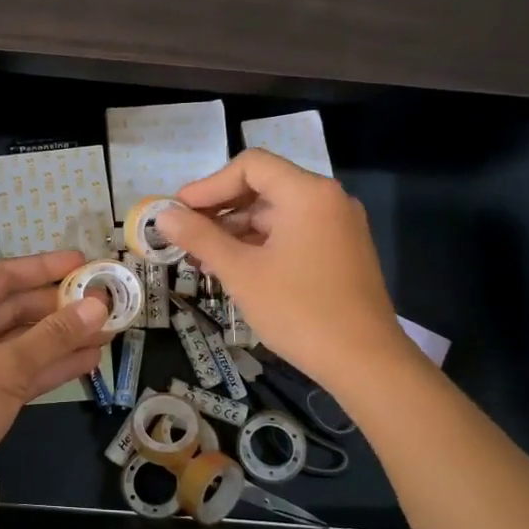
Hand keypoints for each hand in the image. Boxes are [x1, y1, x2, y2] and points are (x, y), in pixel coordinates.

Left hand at [0, 251, 108, 526]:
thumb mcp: (6, 367)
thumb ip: (54, 337)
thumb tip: (97, 306)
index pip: (4, 276)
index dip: (44, 267)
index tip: (82, 263)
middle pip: (17, 309)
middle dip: (60, 307)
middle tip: (105, 302)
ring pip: (25, 343)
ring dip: (63, 338)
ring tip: (108, 330)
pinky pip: (24, 372)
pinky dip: (53, 367)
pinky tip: (88, 361)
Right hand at [157, 150, 410, 394]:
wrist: (365, 362)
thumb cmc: (299, 310)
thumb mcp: (241, 272)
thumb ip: (200, 237)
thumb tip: (163, 215)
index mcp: (307, 193)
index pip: (250, 166)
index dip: (209, 185)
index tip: (180, 210)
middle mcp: (328, 199)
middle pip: (264, 187)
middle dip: (220, 209)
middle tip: (186, 235)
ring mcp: (339, 226)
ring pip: (277, 213)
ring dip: (237, 230)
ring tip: (203, 258)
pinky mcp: (342, 251)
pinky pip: (294, 233)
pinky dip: (262, 243)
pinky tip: (236, 268)